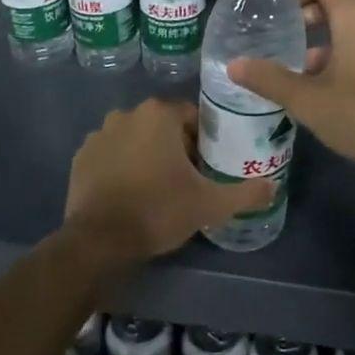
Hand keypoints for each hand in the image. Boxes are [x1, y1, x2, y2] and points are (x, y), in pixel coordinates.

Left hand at [63, 99, 274, 267]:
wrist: (99, 241)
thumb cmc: (158, 211)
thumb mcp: (209, 205)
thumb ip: (245, 193)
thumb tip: (274, 187)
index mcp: (159, 115)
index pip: (192, 116)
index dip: (204, 140)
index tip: (208, 165)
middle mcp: (127, 114)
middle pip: (162, 126)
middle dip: (176, 147)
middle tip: (188, 179)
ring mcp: (99, 134)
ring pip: (135, 139)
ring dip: (147, 155)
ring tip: (158, 188)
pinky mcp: (80, 157)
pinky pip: (111, 155)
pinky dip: (121, 166)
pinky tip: (130, 193)